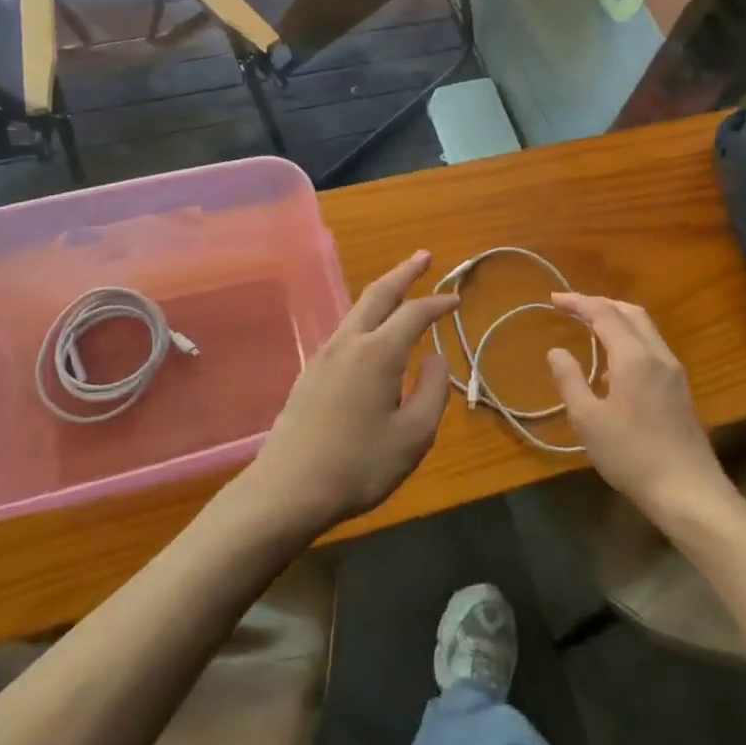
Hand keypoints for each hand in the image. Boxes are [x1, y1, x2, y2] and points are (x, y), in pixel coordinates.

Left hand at [242, 251, 457, 533]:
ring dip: (382, 292)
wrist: (289, 488)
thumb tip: (436, 358)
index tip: (456, 299)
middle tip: (424, 256)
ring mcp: (324, 355)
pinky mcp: (310, 371)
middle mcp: (349, 342)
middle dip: (403, 272)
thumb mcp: (413, 436)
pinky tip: (371, 332)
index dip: (437, 303)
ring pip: (357, 310)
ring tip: (401, 287)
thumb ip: (432, 391)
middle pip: (378, 294)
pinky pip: (345, 330)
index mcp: (378, 353)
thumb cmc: (359, 465)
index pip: (414, 314)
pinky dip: (366, 317)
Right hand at [548, 294, 737, 522]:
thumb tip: (557, 351)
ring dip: (617, 319)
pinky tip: (613, 364)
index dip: (578, 302)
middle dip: (600, 304)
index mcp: (634, 356)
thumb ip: (570, 380)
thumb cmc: (632, 455)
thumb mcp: (588, 420)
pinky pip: (652, 347)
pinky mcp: (680, 389)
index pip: (604, 312)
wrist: (689, 492)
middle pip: (630, 312)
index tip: (554, 300)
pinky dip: (629, 339)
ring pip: (645, 328)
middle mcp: (658, 354)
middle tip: (572, 309)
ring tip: (589, 328)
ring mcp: (673, 371)